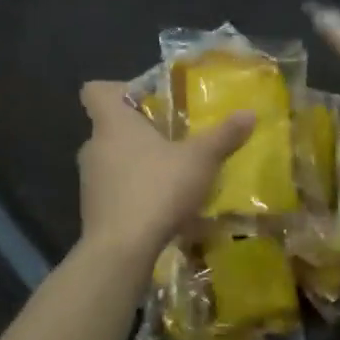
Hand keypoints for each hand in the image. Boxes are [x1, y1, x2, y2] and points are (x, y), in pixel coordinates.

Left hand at [77, 81, 253, 262]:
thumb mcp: (200, 160)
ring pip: (113, 160)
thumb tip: (249, 113)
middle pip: (111, 127)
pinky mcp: (94, 210)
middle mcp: (94, 147)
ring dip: (139, 164)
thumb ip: (223, 136)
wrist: (122, 250)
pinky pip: (116, 190)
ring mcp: (89, 181)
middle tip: (174, 137)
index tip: (148, 100)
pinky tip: (163, 206)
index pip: (96, 90)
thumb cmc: (157, 189)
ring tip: (173, 174)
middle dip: (141, 131)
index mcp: (113, 123)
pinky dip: (135, 192)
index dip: (120, 89)